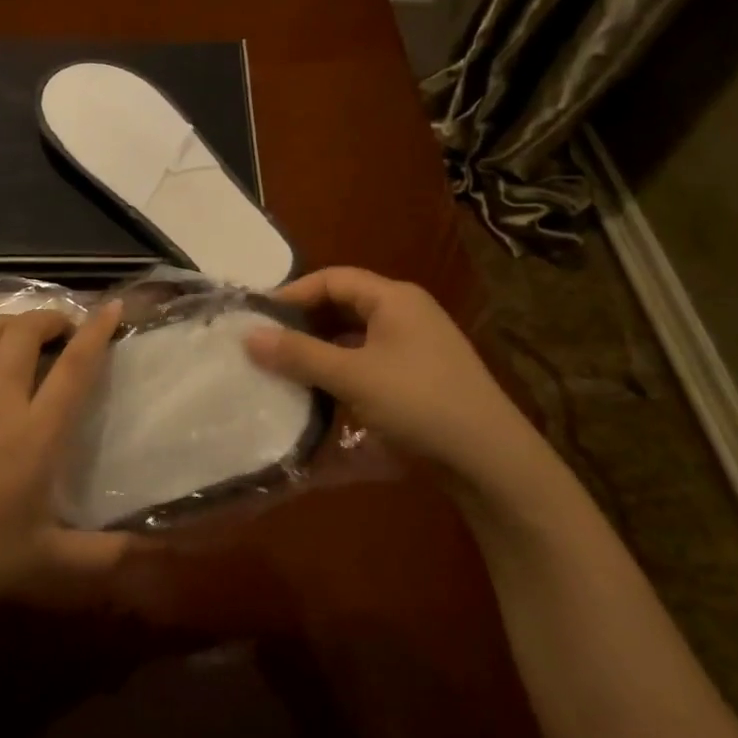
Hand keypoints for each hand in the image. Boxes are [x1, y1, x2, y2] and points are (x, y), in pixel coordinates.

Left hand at [0, 301, 129, 621]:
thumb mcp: (50, 562)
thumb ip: (106, 555)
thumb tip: (151, 550)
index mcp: (35, 434)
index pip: (73, 367)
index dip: (96, 331)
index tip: (112, 307)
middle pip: (24, 332)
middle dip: (51, 318)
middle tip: (68, 332)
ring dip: (14, 322)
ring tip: (30, 336)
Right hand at [244, 267, 561, 501]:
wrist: (488, 458)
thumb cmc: (418, 402)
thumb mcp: (353, 376)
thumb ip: (299, 354)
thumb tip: (248, 336)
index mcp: (394, 298)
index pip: (332, 279)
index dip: (293, 293)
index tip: (257, 317)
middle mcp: (406, 312)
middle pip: (344, 304)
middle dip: (304, 322)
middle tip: (266, 343)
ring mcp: (415, 345)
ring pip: (355, 335)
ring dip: (320, 348)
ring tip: (285, 367)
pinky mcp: (418, 375)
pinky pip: (368, 360)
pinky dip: (341, 369)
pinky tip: (320, 391)